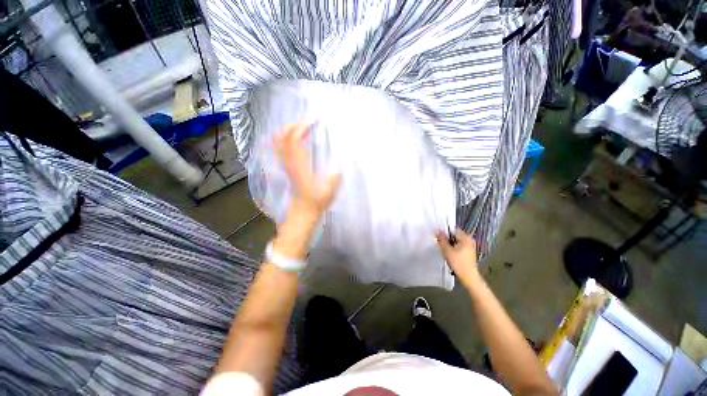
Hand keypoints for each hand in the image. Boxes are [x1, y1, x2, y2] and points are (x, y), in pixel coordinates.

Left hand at [274, 122, 341, 222]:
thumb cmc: (316, 202)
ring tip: (305, 127)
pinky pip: (282, 148)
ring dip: (290, 130)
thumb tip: (343, 160)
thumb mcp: (329, 190)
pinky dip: (287, 139)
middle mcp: (290, 163)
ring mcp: (286, 165)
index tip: (314, 120)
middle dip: (296, 124)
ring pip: (280, 142)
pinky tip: (299, 139)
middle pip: (284, 137)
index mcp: (299, 166)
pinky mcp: (287, 168)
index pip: (294, 140)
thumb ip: (336, 176)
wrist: (303, 211)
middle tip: (310, 121)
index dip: (302, 126)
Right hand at [436, 229, 480, 287]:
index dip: (444, 233)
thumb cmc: (458, 263)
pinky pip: (459, 245)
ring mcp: (470, 246)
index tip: (438, 237)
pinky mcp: (469, 252)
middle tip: (440, 244)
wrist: (468, 277)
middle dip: (447, 239)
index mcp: (466, 238)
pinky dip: (454, 247)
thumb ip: (441, 239)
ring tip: (445, 250)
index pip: (452, 230)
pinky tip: (450, 254)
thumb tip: (437, 230)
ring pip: (456, 241)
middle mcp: (470, 240)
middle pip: (454, 235)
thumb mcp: (447, 250)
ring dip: (450, 244)